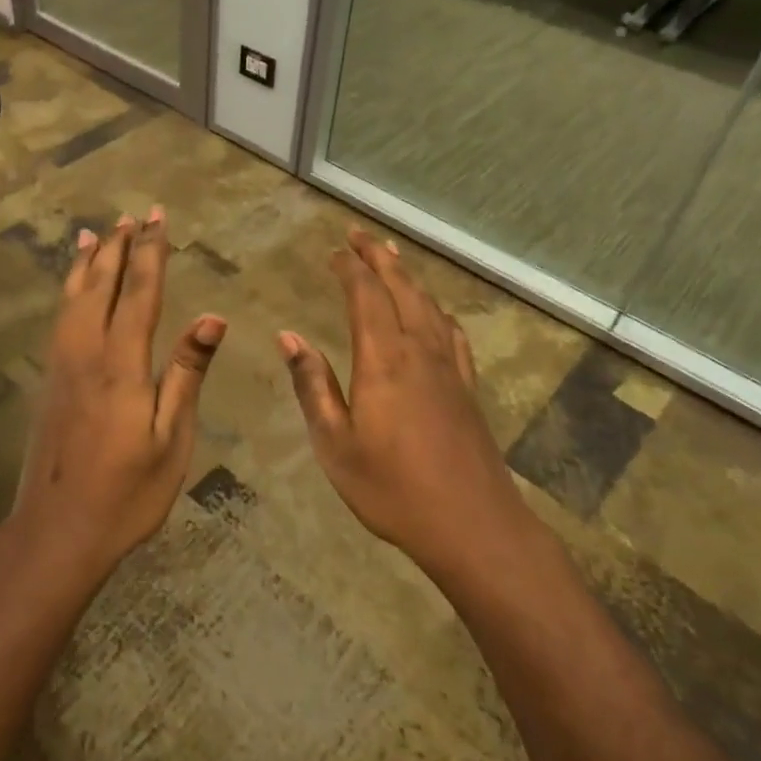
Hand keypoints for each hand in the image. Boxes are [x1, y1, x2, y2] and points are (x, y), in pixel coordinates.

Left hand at [7, 207, 225, 581]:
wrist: (58, 530)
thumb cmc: (127, 492)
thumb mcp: (171, 438)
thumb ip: (186, 372)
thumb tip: (212, 317)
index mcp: (122, 363)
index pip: (140, 293)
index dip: (151, 253)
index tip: (158, 218)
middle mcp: (87, 353)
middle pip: (102, 286)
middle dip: (120, 248)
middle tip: (133, 215)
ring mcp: (62, 366)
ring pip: (73, 298)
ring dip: (88, 263)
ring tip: (97, 233)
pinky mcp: (50, 381)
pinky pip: (60, 318)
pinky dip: (69, 291)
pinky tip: (74, 290)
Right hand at [278, 229, 523, 578]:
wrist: (472, 525)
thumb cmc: (391, 488)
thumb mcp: (335, 443)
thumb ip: (312, 385)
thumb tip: (289, 336)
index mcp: (383, 359)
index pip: (365, 296)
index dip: (349, 268)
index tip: (333, 251)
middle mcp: (418, 351)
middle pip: (401, 289)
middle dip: (379, 258)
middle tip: (360, 235)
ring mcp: (448, 369)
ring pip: (428, 305)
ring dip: (408, 277)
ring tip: (393, 258)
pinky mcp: (467, 389)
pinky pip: (452, 334)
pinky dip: (438, 312)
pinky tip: (436, 314)